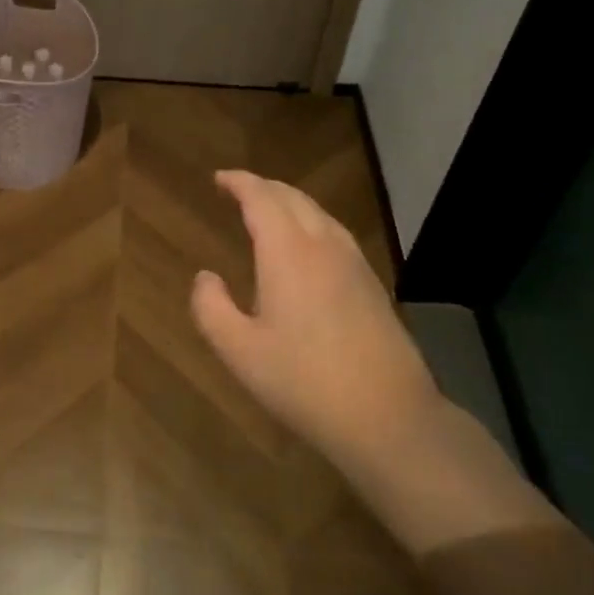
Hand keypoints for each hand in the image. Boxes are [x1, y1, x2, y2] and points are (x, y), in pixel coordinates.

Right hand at [190, 170, 441, 469]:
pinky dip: (310, 223)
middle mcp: (324, 246)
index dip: (239, 183)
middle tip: (237, 190)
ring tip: (267, 211)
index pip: (262, 199)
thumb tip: (205, 277)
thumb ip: (211, 307)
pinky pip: (335, 233)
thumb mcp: (239, 351)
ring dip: (289, 203)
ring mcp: (354, 263)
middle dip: (263, 187)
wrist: (388, 416)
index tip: (219, 178)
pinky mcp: (371, 284)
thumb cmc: (304, 382)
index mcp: (288, 253)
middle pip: (293, 198)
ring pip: (319, 213)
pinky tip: (305, 247)